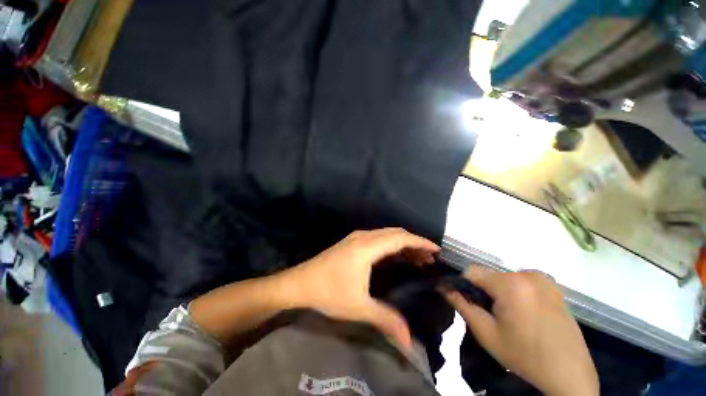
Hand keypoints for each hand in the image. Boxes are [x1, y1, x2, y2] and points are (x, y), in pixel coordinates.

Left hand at [283, 228, 438, 349]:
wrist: (300, 282)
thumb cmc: (328, 292)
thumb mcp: (358, 307)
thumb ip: (385, 319)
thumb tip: (409, 342)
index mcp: (367, 247)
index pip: (399, 238)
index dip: (419, 242)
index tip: (436, 250)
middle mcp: (364, 237)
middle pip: (395, 233)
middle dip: (414, 243)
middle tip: (429, 259)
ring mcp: (357, 238)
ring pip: (386, 235)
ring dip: (403, 244)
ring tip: (418, 259)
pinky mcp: (353, 243)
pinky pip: (378, 239)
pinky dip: (391, 246)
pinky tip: (397, 258)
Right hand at [444, 268, 598, 395]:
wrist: (570, 373)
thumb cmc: (524, 355)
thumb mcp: (486, 334)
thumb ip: (462, 306)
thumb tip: (444, 288)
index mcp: (510, 284)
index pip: (472, 271)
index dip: (464, 285)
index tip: (468, 303)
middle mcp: (527, 274)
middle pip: (490, 275)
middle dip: (484, 290)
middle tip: (490, 315)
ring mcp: (543, 279)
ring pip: (505, 278)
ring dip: (499, 291)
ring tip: (509, 316)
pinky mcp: (553, 286)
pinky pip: (522, 282)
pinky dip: (516, 292)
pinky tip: (525, 313)